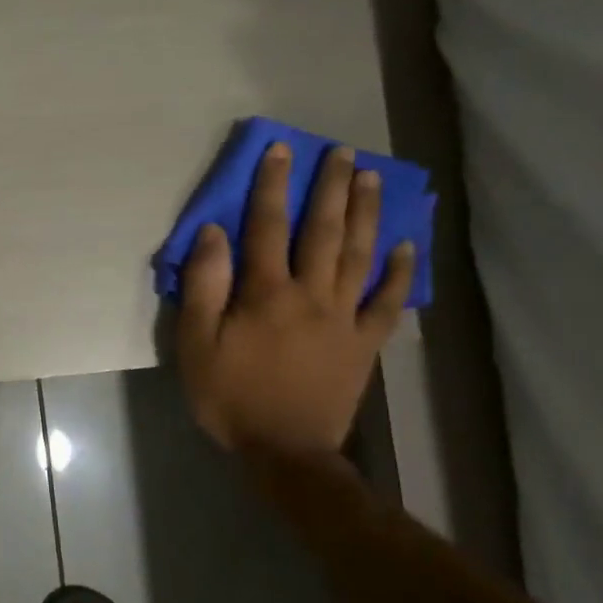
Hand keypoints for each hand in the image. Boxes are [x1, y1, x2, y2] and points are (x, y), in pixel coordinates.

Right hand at [177, 142, 413, 455]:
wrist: (285, 452)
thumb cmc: (231, 397)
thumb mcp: (197, 345)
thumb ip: (204, 287)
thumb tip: (213, 233)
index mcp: (266, 293)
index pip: (267, 226)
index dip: (272, 185)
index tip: (280, 150)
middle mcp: (311, 295)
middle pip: (323, 231)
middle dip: (331, 188)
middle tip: (344, 152)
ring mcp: (344, 318)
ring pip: (359, 256)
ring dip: (366, 214)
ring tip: (374, 179)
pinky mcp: (365, 344)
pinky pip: (387, 303)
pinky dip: (399, 273)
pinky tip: (406, 246)